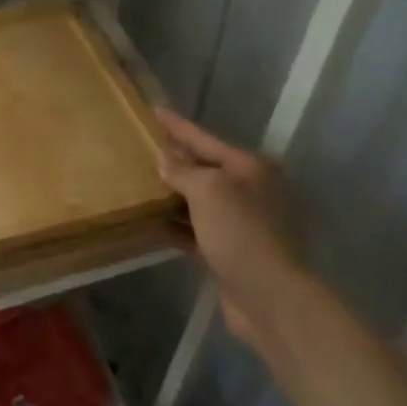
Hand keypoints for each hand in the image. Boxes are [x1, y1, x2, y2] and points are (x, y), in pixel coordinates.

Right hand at [155, 107, 301, 349]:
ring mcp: (241, 223)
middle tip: (140, 149)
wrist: (268, 295)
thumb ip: (184, 170)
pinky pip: (196, 231)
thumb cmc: (240, 232)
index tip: (153, 111)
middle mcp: (249, 191)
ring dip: (171, 196)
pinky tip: (150, 224)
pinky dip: (176, 227)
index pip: (206, 139)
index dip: (178, 126)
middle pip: (204, 169)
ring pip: (198, 202)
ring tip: (138, 185)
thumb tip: (165, 157)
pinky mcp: (229, 251)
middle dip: (174, 161)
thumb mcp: (208, 191)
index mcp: (250, 168)